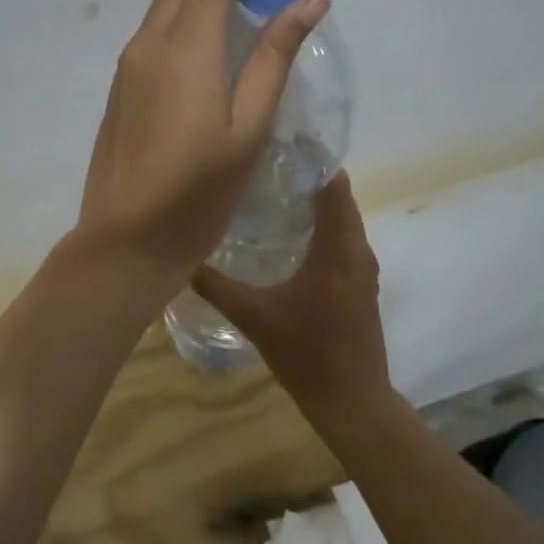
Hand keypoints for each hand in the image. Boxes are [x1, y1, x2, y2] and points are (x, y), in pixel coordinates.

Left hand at [74, 0, 330, 286]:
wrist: (125, 240)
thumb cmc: (197, 193)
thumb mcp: (249, 128)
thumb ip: (274, 58)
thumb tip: (308, 0)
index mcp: (183, 48)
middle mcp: (147, 44)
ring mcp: (127, 67)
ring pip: (166, 3)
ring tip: (245, 1)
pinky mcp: (121, 88)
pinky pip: (156, 31)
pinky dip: (185, 16)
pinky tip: (210, 43)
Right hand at [192, 172, 389, 410]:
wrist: (352, 401)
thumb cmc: (307, 355)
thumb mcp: (255, 317)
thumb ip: (217, 286)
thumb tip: (181, 258)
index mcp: (339, 251)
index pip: (333, 186)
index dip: (312, 160)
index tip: (281, 141)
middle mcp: (357, 252)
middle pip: (338, 199)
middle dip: (307, 177)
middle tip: (265, 163)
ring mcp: (362, 270)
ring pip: (341, 221)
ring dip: (314, 202)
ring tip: (272, 190)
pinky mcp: (359, 285)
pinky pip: (341, 240)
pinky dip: (320, 226)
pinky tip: (287, 234)